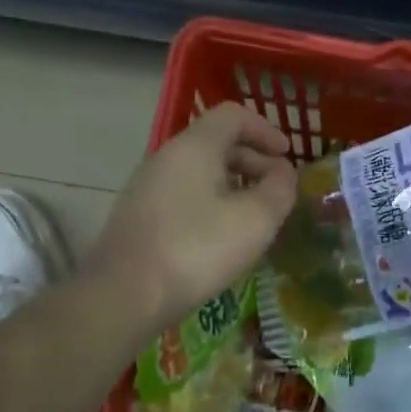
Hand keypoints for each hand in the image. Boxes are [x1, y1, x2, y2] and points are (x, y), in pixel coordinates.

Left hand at [85, 103, 297, 333]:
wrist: (123, 295)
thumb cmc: (196, 250)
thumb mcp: (255, 220)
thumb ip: (279, 190)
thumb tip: (283, 173)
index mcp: (194, 147)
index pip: (233, 115)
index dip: (265, 130)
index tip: (287, 157)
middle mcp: (166, 157)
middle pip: (216, 142)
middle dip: (254, 161)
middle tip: (277, 191)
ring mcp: (147, 187)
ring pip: (199, 171)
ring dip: (233, 185)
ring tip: (254, 217)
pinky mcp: (139, 216)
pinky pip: (183, 195)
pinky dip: (211, 203)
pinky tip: (221, 237)